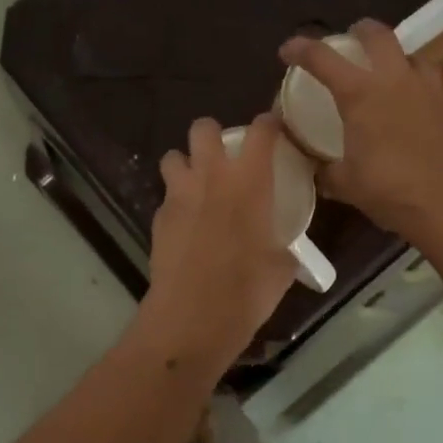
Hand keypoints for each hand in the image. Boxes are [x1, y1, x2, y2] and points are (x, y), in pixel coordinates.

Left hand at [132, 114, 296, 378]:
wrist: (193, 318)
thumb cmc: (247, 291)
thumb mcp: (281, 267)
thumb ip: (283, 244)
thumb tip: (283, 247)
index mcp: (250, 182)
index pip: (260, 132)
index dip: (268, 125)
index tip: (273, 130)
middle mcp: (211, 177)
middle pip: (203, 128)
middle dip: (212, 134)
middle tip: (224, 156)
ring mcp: (179, 195)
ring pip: (173, 156)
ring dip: (185, 163)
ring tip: (197, 184)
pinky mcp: (158, 218)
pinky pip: (167, 195)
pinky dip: (176, 201)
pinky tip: (186, 224)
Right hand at [279, 19, 442, 245]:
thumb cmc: (389, 190)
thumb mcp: (345, 183)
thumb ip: (325, 169)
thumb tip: (314, 166)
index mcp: (360, 94)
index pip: (322, 58)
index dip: (301, 49)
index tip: (288, 50)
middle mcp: (395, 80)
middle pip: (378, 35)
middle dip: (361, 31)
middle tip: (352, 39)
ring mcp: (429, 89)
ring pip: (412, 55)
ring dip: (397, 58)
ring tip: (391, 74)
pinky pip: (434, 84)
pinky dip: (421, 88)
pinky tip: (418, 107)